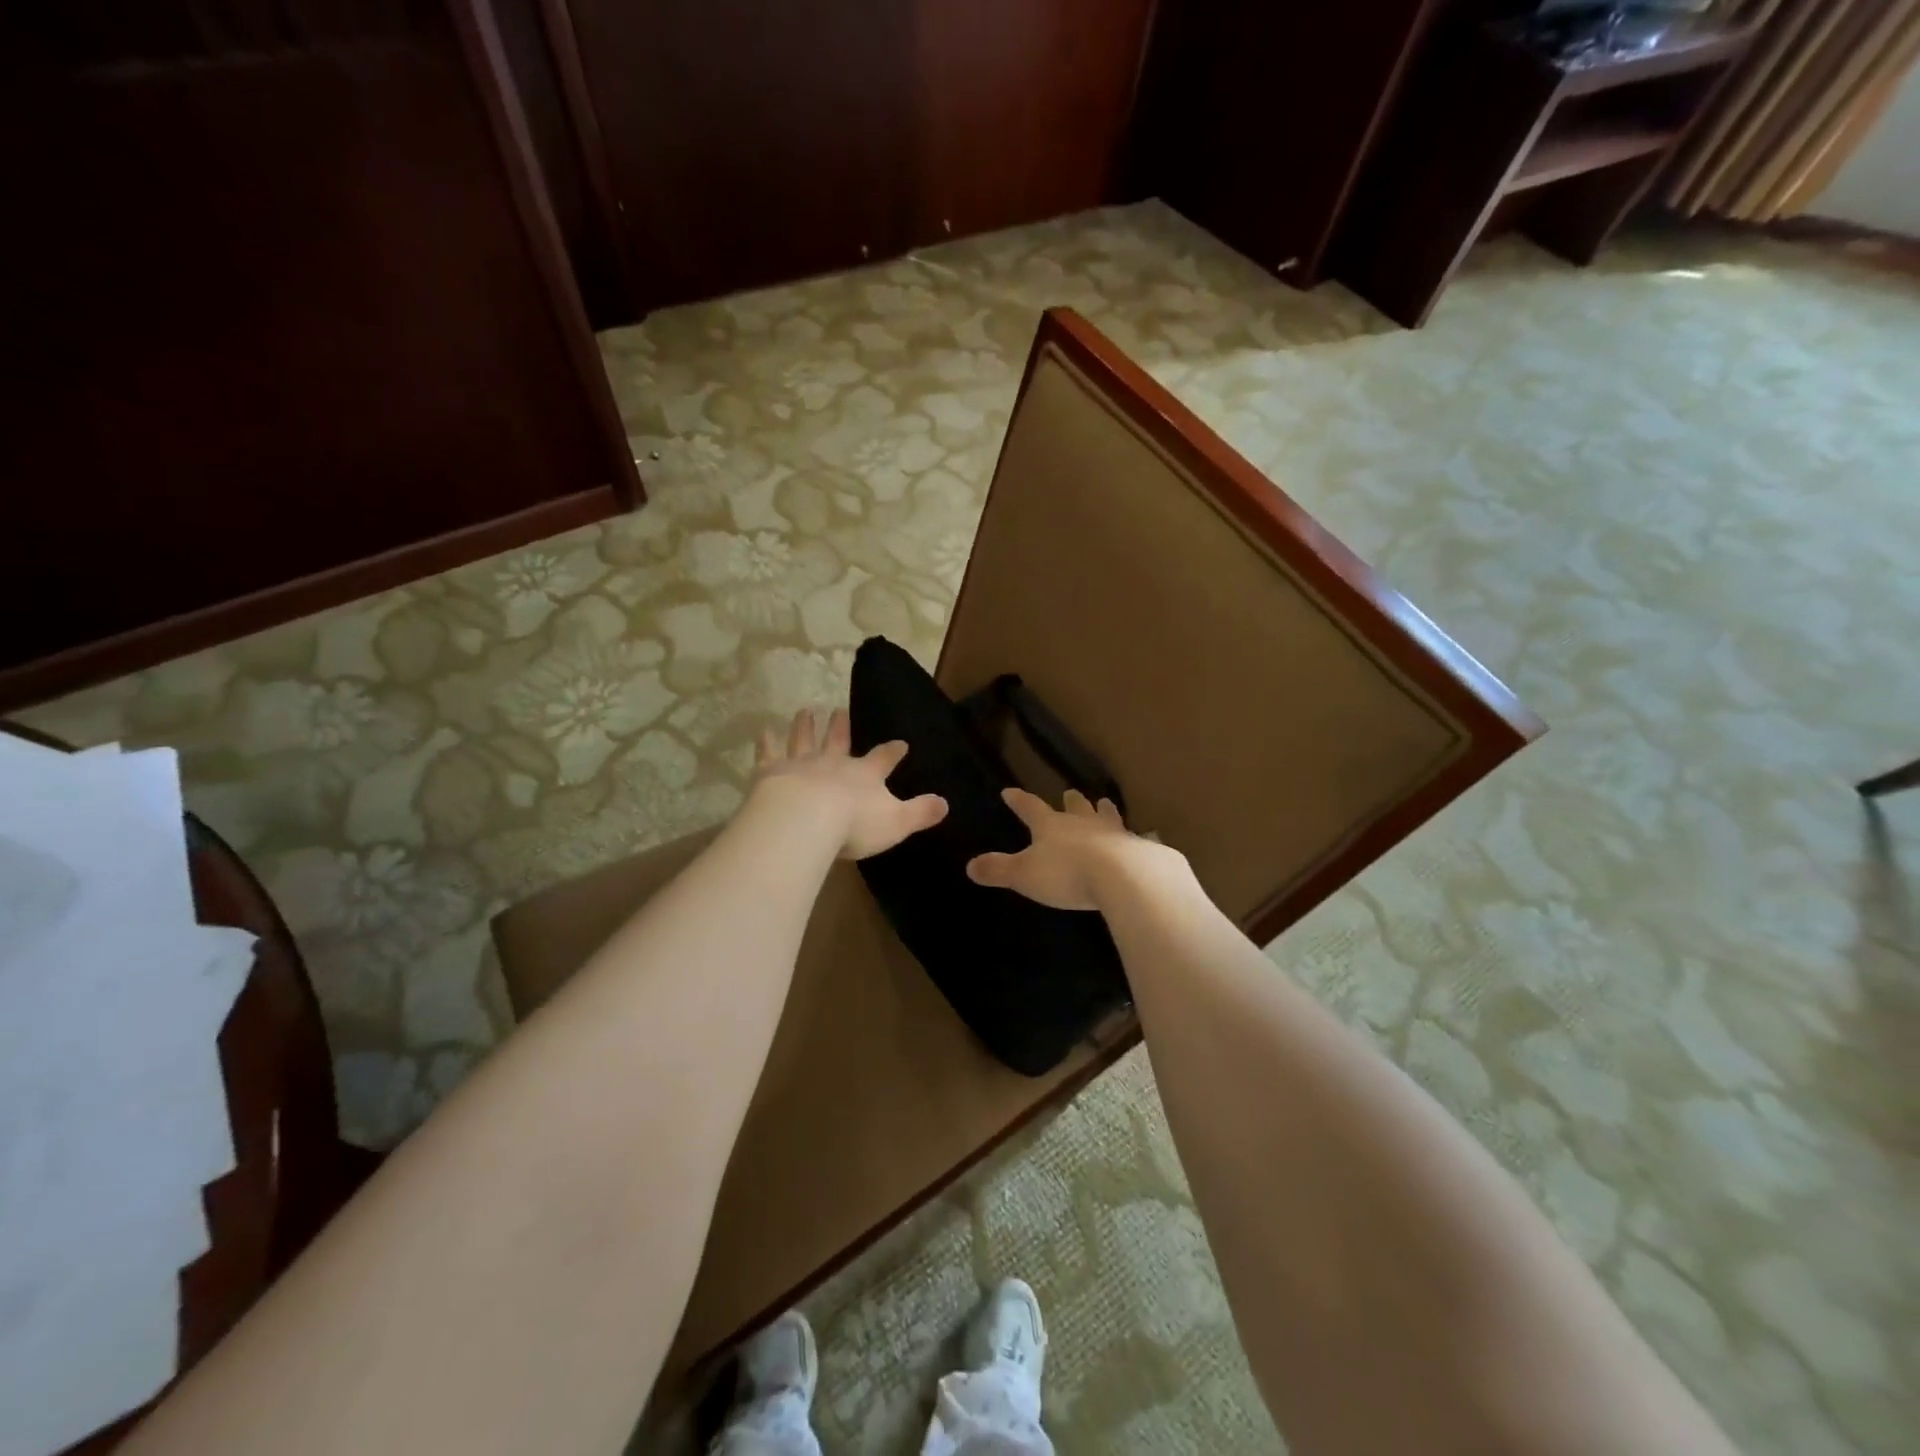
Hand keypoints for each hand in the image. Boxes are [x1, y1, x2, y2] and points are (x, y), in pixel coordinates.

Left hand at [754, 708, 947, 859]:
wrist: (806, 820)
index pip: (884, 758)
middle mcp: (834, 762)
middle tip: (839, 710)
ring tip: (805, 711)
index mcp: (866, 775)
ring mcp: (802, 764)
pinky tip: (763, 731)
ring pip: (804, 739)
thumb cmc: (854, 824)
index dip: (893, 751)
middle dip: (841, 727)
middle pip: (839, 740)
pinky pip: (769, 753)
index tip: (901, 743)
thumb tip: (946, 804)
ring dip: (805, 725)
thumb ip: (921, 813)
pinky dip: (766, 742)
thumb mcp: (897, 822)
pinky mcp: (772, 772)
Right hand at [966, 787, 1152, 910]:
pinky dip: (1130, 839)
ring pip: (1106, 816)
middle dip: (1070, 801)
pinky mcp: (1138, 850)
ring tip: (1105, 803)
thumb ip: (998, 870)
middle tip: (1070, 792)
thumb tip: (970, 865)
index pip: (1030, 808)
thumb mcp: (1024, 875)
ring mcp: (1113, 833)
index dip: (1019, 801)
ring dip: (1103, 811)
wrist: (1125, 877)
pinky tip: (1137, 841)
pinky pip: (1132, 840)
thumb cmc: (1067, 873)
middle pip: (1075, 807)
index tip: (1009, 791)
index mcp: (1051, 826)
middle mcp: (1083, 823)